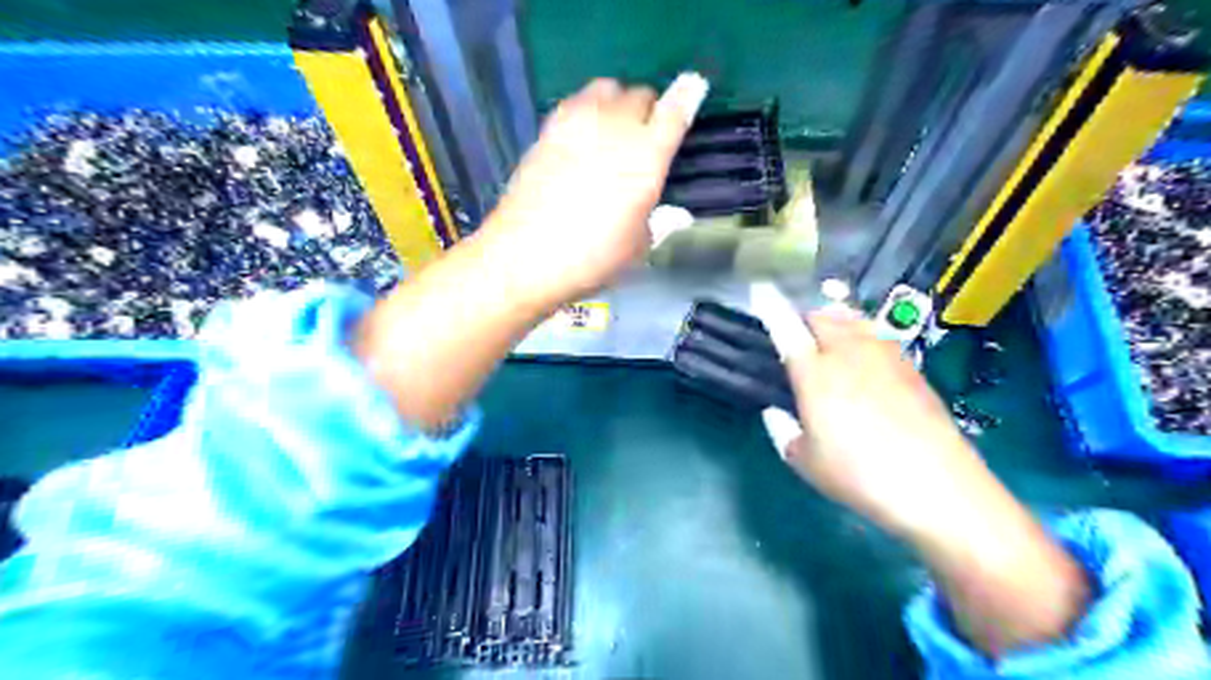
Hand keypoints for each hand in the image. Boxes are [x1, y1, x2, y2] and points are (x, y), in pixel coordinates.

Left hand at [477, 73, 706, 308]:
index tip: (693, 87)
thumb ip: (658, 223)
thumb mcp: (637, 248)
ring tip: (613, 128)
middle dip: (648, 109)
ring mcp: (577, 125)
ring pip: (605, 89)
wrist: (525, 256)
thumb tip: (675, 215)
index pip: (674, 112)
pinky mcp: (547, 131)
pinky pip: (575, 103)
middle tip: (645, 134)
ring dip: (616, 102)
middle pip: (639, 94)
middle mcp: (614, 129)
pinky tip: (583, 136)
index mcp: (647, 158)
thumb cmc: (591, 258)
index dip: (687, 97)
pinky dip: (586, 110)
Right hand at [754, 286, 997, 542]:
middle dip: (804, 318)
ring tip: (828, 339)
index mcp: (815, 373)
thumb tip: (777, 412)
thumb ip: (783, 431)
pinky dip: (861, 336)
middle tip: (796, 337)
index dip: (770, 306)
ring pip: (852, 321)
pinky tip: (864, 361)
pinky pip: (877, 336)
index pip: (786, 328)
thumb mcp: (805, 462)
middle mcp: (848, 353)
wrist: (938, 487)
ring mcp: (884, 356)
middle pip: (821, 317)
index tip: (760, 287)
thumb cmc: (859, 476)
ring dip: (834, 322)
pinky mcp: (911, 367)